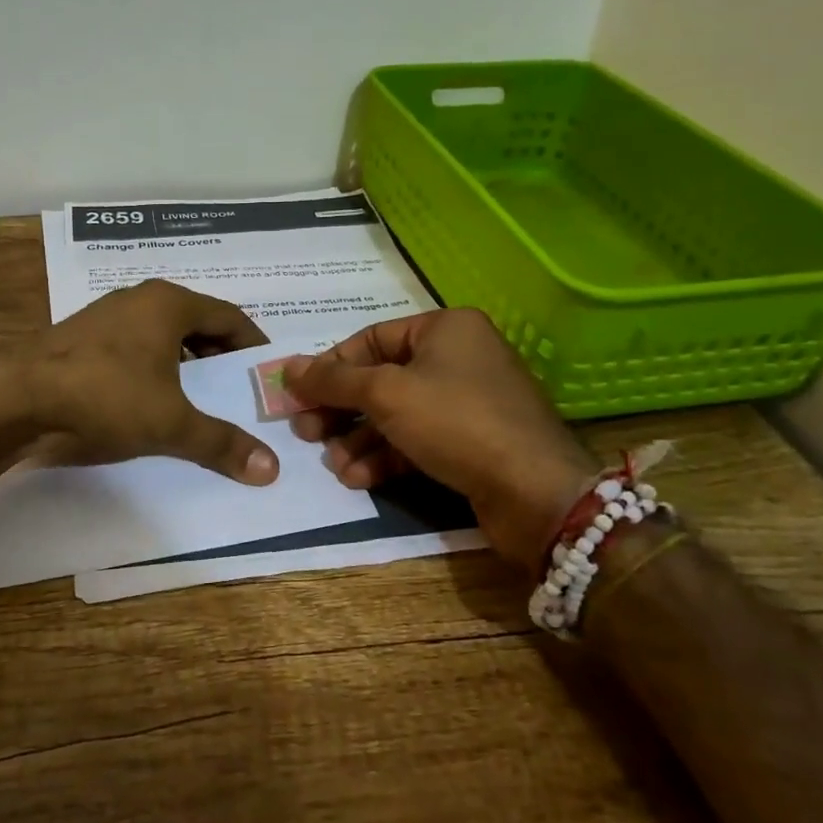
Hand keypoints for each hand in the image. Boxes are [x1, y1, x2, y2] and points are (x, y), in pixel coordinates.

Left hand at [19, 280, 279, 485]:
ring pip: (162, 337)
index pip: (229, 316)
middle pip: (197, 324)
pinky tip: (151, 402)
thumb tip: (271, 470)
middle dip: (220, 358)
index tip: (267, 373)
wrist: (14, 398)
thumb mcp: (171, 423)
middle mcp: (139, 300)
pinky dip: (152, 371)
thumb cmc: (105, 395)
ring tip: (199, 401)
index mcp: (169, 303)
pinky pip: (133, 350)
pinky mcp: (81, 340)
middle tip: (238, 393)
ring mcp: (106, 317)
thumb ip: (221, 443)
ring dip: (185, 366)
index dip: (253, 344)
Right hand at [282, 308, 595, 570]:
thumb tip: (286, 367)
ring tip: (333, 465)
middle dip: (341, 410)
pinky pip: (416, 440)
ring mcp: (467, 402)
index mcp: (445, 328)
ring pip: (395, 414)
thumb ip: (332, 380)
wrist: (536, 493)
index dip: (329, 368)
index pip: (370, 339)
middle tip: (306, 433)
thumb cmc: (456, 422)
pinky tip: (358, 479)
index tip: (297, 396)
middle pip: (380, 379)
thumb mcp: (385, 394)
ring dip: (359, 440)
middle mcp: (458, 358)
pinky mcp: (471, 443)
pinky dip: (385, 457)